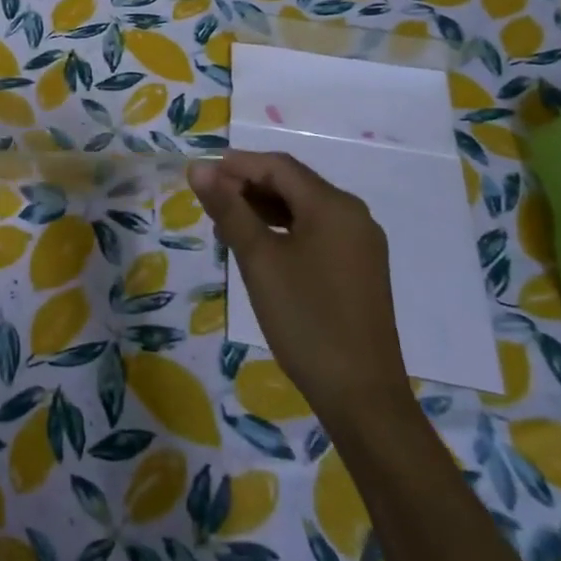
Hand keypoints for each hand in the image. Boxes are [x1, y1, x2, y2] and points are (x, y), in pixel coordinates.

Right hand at [188, 150, 409, 421]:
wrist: (361, 395)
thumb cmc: (305, 318)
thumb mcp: (258, 259)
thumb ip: (228, 209)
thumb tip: (199, 169)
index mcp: (333, 206)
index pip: (278, 166)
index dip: (236, 165)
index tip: (200, 176)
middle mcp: (353, 216)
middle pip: (293, 184)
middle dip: (248, 186)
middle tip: (208, 202)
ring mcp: (360, 244)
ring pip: (304, 209)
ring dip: (263, 209)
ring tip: (225, 225)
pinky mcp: (360, 269)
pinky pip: (316, 232)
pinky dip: (283, 230)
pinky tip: (259, 249)